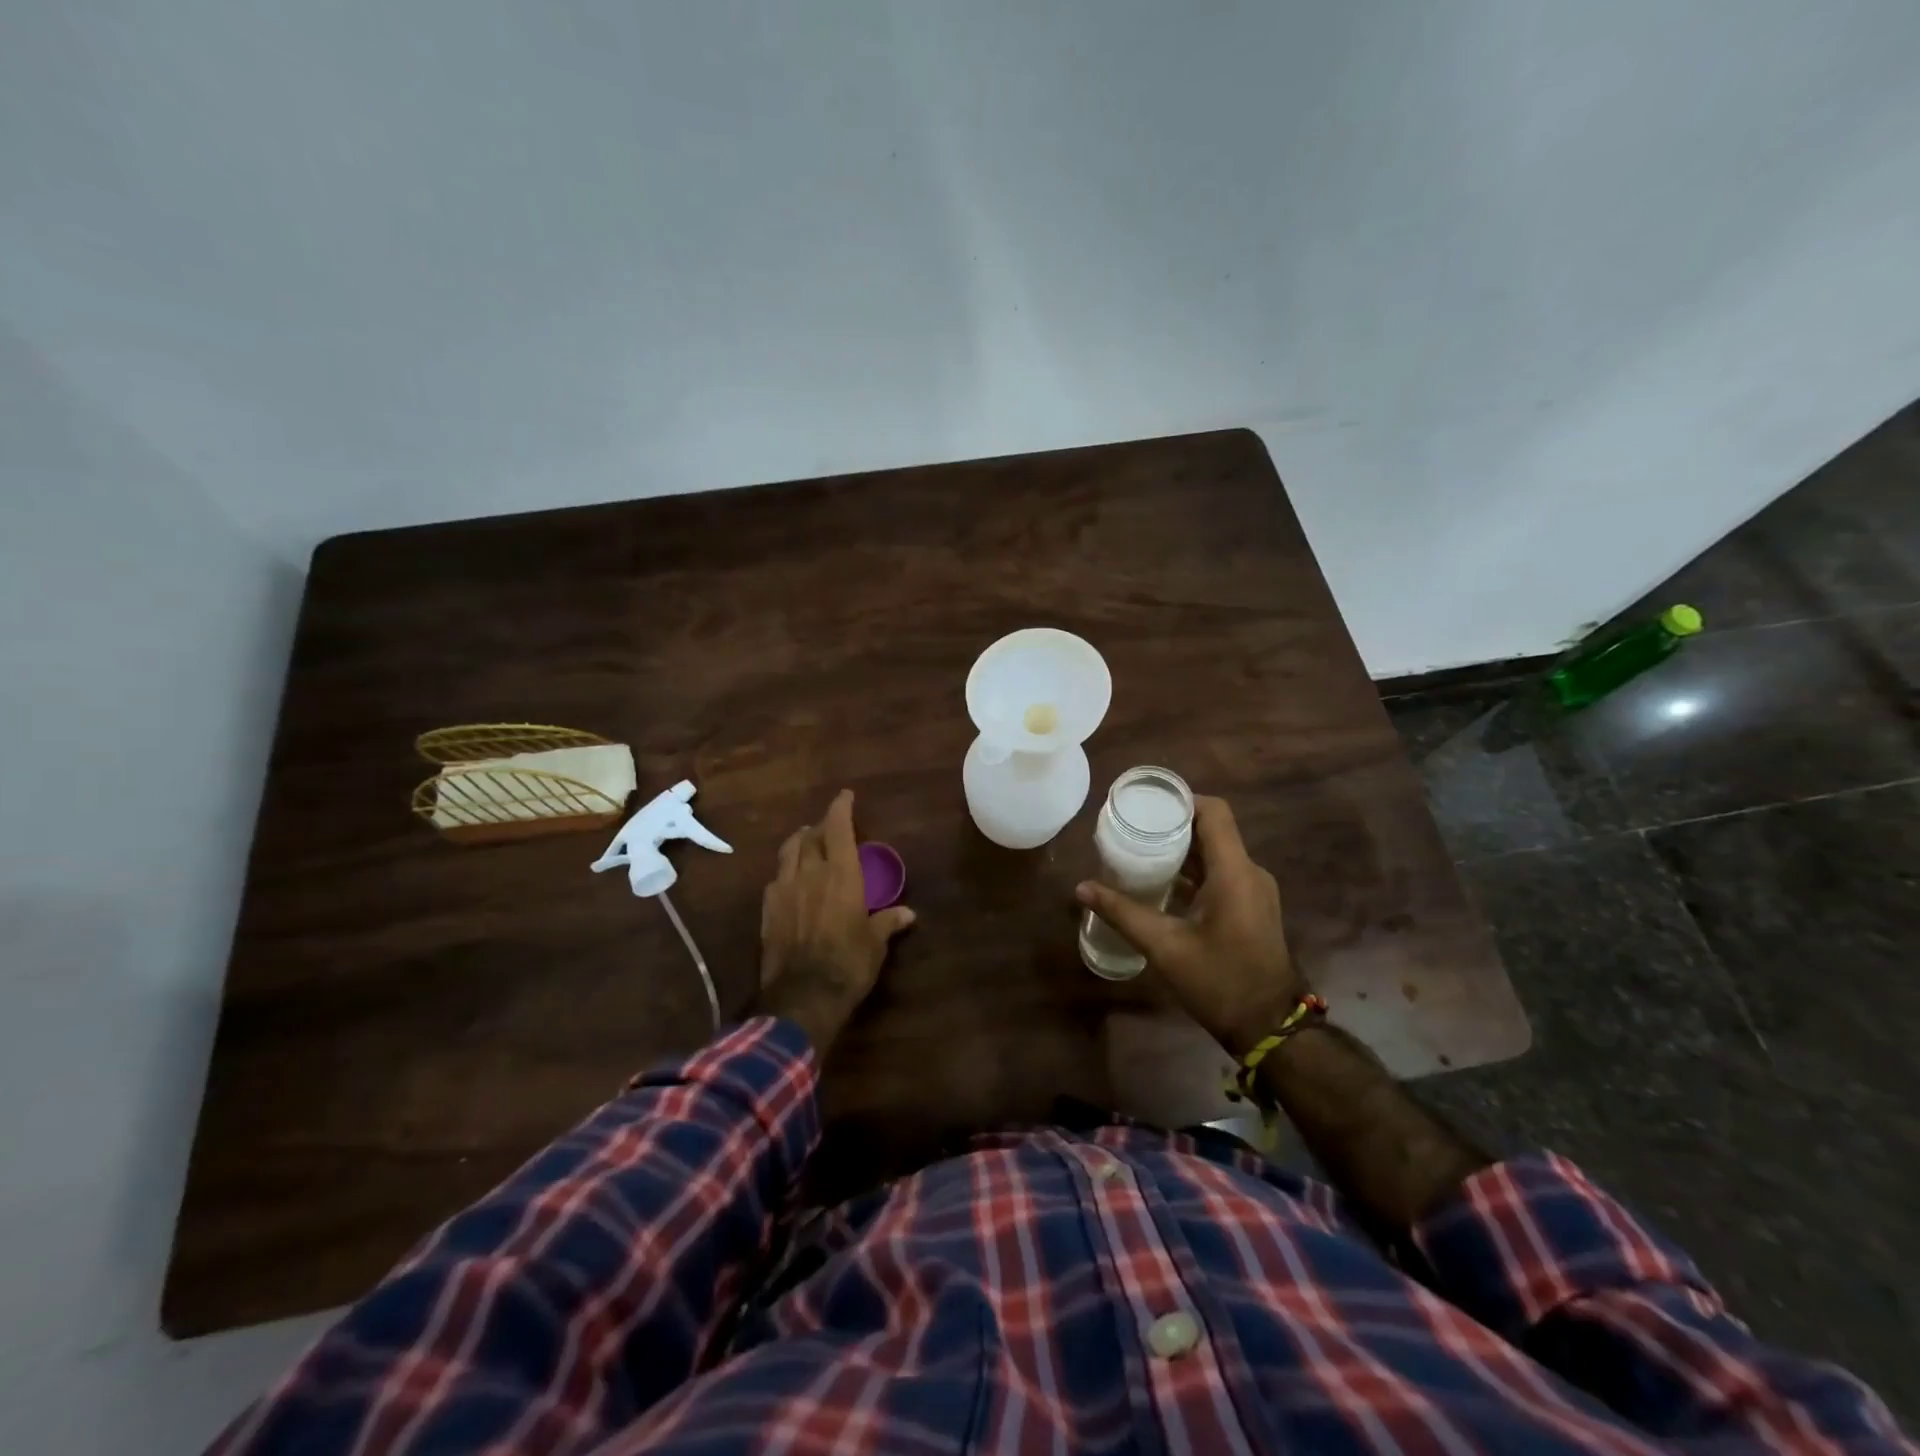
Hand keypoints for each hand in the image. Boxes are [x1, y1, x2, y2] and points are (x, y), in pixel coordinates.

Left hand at [755, 789, 914, 1053]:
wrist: (803, 996)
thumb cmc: (849, 964)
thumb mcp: (875, 943)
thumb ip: (888, 922)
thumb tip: (908, 914)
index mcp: (841, 874)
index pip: (838, 828)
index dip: (841, 808)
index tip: (845, 796)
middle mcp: (810, 873)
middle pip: (810, 836)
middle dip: (819, 827)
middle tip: (828, 828)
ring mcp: (784, 890)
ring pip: (788, 852)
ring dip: (799, 843)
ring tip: (806, 843)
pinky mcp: (767, 910)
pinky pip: (775, 879)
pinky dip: (785, 872)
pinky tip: (790, 881)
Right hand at [1076, 795, 1303, 1056]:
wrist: (1269, 1027)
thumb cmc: (1219, 982)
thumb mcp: (1164, 947)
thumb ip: (1122, 913)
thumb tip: (1081, 888)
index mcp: (1234, 872)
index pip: (1214, 812)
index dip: (1181, 800)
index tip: (1147, 804)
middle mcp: (1250, 872)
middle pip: (1212, 830)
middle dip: (1173, 825)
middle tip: (1133, 828)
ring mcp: (1254, 890)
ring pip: (1216, 852)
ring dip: (1182, 849)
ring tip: (1141, 851)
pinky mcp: (1252, 906)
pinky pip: (1222, 873)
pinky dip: (1193, 870)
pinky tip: (1162, 883)